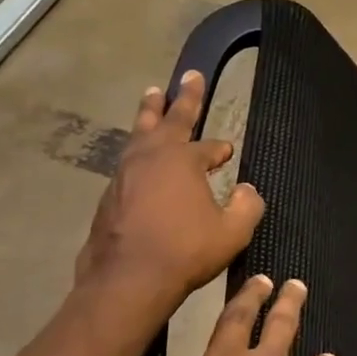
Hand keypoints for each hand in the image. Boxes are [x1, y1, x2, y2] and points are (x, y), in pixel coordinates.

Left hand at [73, 73, 264, 318]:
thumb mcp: (233, 231)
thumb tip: (248, 190)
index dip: (220, 149)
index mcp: (183, 160)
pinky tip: (140, 158)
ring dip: (150, 115)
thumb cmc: (186, 250)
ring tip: (152, 96)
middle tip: (188, 75)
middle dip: (182, 98)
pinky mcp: (108, 197)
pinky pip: (128, 163)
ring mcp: (124, 176)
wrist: (127, 280)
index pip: (208, 147)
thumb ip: (247, 206)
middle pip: (167, 119)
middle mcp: (150, 158)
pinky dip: (138, 151)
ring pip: (139, 135)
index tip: (227, 152)